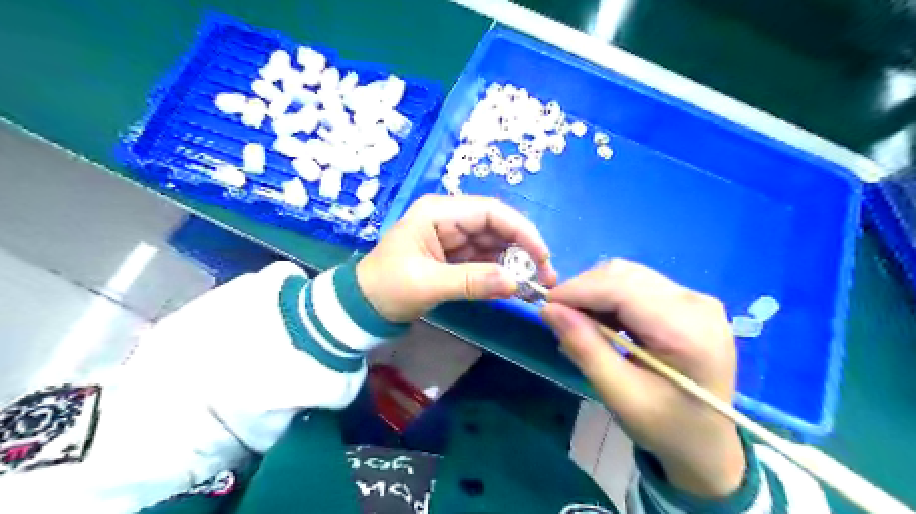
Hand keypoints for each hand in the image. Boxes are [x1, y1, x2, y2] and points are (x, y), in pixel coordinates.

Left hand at [358, 195, 557, 322]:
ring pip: (495, 243)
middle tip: (546, 276)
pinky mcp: (455, 256)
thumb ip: (471, 282)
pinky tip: (518, 285)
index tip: (543, 256)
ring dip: (517, 262)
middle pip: (497, 226)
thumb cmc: (387, 288)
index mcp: (438, 213)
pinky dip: (503, 272)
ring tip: (537, 284)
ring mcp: (453, 238)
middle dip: (524, 248)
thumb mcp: (427, 284)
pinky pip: (486, 259)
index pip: (490, 211)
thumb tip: (516, 283)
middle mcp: (449, 219)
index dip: (521, 230)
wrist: (363, 307)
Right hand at [543, 261, 743, 497]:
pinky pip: (637, 284)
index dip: (578, 290)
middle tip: (561, 318)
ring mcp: (694, 298)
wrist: (709, 442)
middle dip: (584, 290)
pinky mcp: (687, 300)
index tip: (546, 306)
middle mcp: (696, 303)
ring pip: (627, 274)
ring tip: (581, 322)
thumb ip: (585, 349)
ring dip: (595, 292)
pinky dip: (610, 296)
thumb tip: (549, 310)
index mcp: (687, 331)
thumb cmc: (666, 427)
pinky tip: (603, 321)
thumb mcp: (620, 396)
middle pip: (624, 275)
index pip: (622, 289)